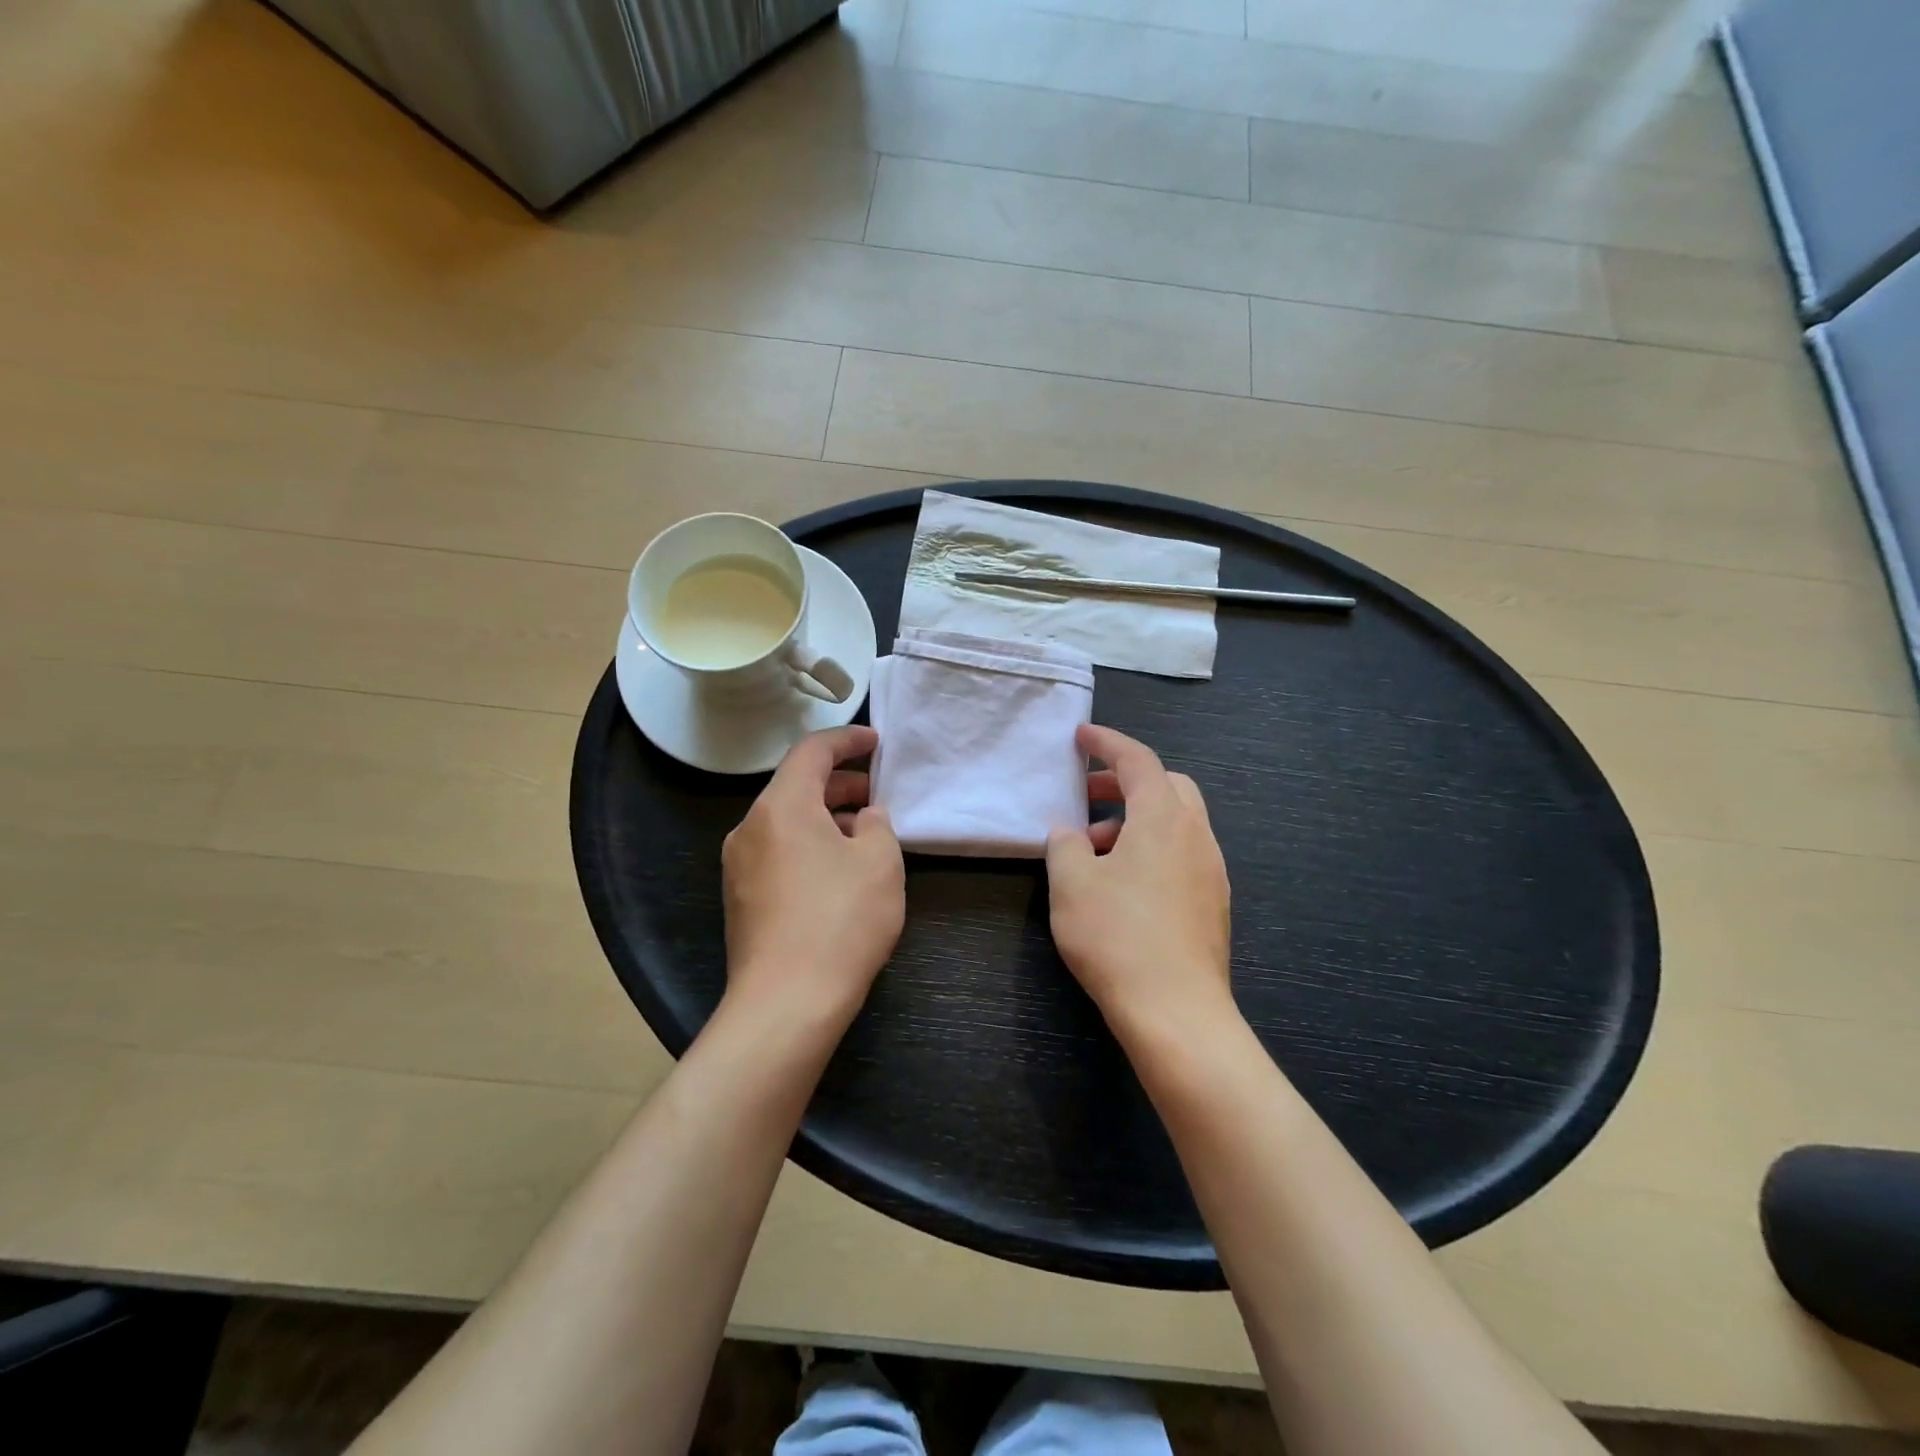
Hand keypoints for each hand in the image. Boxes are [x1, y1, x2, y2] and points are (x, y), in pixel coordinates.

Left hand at [721, 725, 904, 1028]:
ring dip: (826, 817)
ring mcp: (739, 865)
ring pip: (787, 822)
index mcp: (781, 806)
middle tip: (878, 793)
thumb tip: (865, 818)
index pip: (812, 751)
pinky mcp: (741, 898)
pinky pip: (778, 852)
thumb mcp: (880, 863)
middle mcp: (751, 827)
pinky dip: (809, 844)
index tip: (876, 742)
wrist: (786, 1004)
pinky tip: (838, 870)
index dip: (847, 739)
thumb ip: (878, 825)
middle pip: (796, 786)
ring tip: (865, 834)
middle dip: (840, 783)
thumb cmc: (841, 921)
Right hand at [1046, 724, 1233, 1041]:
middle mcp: (1196, 835)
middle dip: (1124, 782)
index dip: (1107, 742)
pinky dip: (1152, 848)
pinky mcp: (1213, 903)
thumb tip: (1071, 833)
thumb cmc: (1117, 937)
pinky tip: (1123, 884)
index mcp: (1164, 818)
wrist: (1177, 1012)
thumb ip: (1066, 845)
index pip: (1137, 760)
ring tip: (1095, 851)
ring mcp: (1212, 870)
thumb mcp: (1071, 884)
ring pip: (1176, 822)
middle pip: (1166, 785)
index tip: (1081, 736)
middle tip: (1086, 796)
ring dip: (1136, 820)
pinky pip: (1182, 854)